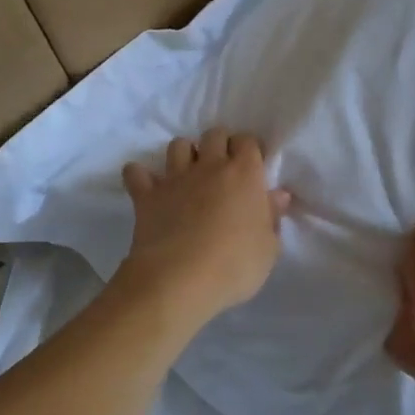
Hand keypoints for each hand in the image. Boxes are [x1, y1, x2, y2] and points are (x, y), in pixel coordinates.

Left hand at [117, 128, 291, 325]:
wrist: (179, 280)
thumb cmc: (234, 265)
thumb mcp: (268, 249)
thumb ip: (272, 217)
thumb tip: (277, 195)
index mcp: (244, 174)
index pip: (247, 141)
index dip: (249, 149)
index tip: (252, 166)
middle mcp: (209, 166)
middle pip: (214, 134)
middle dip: (219, 144)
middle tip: (222, 168)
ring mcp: (175, 178)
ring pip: (178, 145)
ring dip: (184, 154)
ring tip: (188, 174)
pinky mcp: (146, 194)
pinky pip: (136, 172)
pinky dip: (139, 175)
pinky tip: (145, 186)